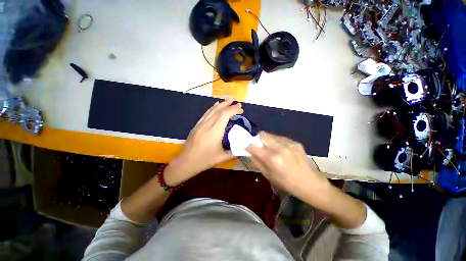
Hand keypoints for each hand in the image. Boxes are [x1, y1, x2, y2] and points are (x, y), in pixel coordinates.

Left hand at [164, 99, 242, 185]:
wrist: (186, 162)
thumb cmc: (204, 160)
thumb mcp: (222, 158)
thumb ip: (234, 151)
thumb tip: (244, 148)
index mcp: (215, 131)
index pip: (225, 115)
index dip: (233, 110)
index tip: (241, 110)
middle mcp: (207, 125)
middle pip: (218, 110)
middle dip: (229, 105)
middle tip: (237, 103)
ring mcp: (200, 124)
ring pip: (211, 110)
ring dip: (221, 104)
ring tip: (228, 100)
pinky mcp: (196, 125)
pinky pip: (206, 114)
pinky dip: (212, 108)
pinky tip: (215, 106)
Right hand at [246, 132, 328, 196]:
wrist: (310, 183)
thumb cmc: (287, 183)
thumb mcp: (268, 175)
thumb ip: (257, 161)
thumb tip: (249, 152)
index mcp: (272, 158)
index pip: (253, 145)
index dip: (248, 146)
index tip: (248, 148)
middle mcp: (279, 147)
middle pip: (262, 135)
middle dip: (257, 140)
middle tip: (259, 147)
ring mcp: (289, 143)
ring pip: (270, 135)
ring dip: (267, 140)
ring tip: (271, 149)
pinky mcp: (295, 142)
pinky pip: (280, 138)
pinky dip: (276, 142)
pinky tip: (281, 150)